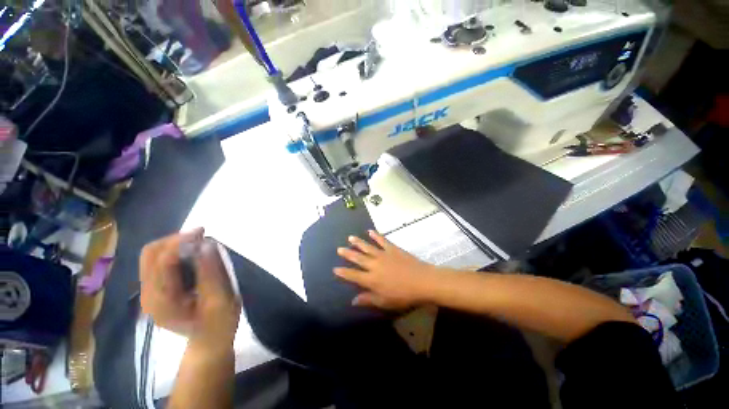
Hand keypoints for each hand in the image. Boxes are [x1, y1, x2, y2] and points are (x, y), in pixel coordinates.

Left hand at [140, 228, 240, 349]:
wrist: (209, 341)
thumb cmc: (218, 323)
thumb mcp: (220, 298)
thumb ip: (211, 272)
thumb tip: (206, 244)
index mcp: (162, 300)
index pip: (162, 261)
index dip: (180, 241)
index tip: (203, 232)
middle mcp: (148, 294)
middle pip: (150, 254)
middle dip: (174, 240)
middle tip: (200, 236)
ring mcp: (149, 293)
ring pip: (152, 256)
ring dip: (174, 244)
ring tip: (198, 243)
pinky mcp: (156, 291)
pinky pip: (158, 263)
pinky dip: (174, 253)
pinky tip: (192, 255)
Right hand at [334, 230, 441, 309]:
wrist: (422, 281)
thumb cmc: (404, 295)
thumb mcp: (385, 302)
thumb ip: (368, 299)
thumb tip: (353, 301)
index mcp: (371, 280)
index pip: (353, 276)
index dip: (343, 272)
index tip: (335, 268)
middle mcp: (374, 265)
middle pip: (358, 258)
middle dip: (348, 254)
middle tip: (339, 249)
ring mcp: (383, 255)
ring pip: (367, 247)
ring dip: (358, 242)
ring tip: (350, 237)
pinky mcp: (392, 249)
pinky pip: (382, 240)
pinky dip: (376, 235)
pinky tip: (370, 231)